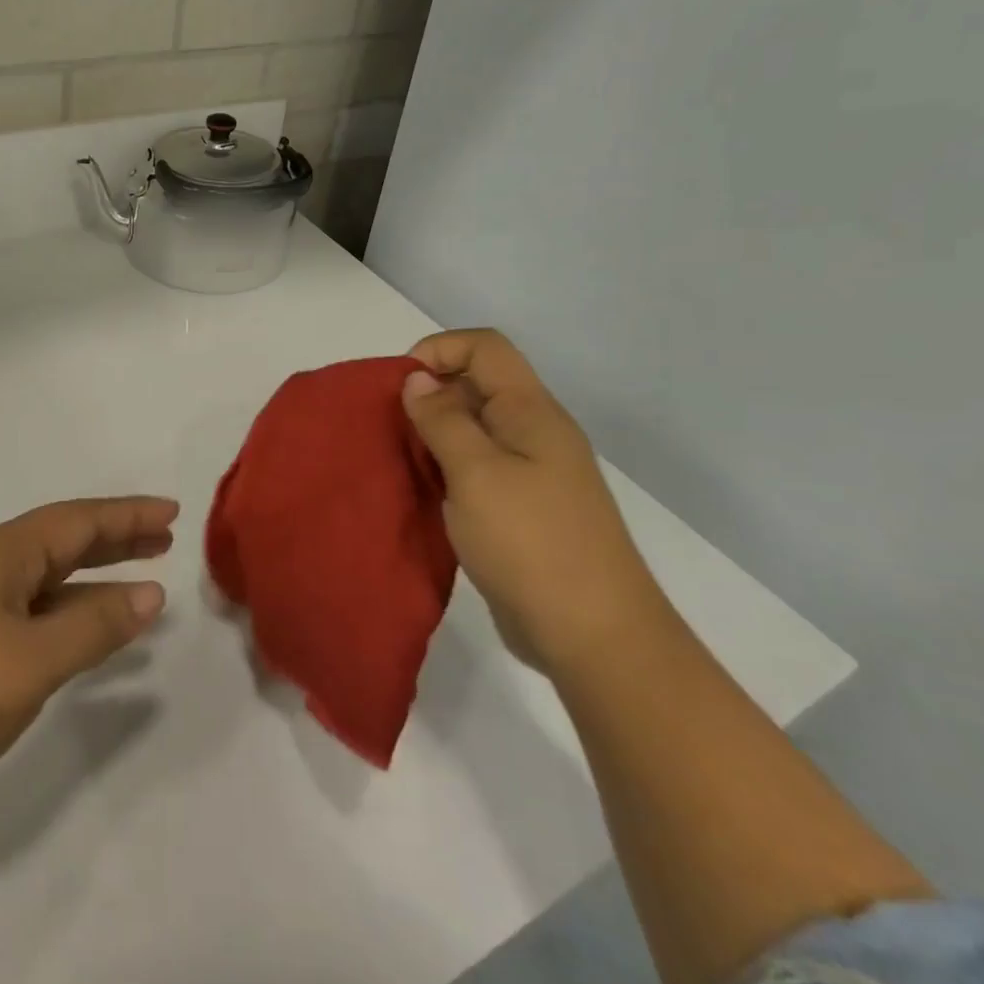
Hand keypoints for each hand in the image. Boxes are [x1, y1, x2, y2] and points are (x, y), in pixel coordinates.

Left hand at [0, 497, 174, 840]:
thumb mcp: (29, 660)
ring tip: (134, 588)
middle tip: (162, 540)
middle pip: (58, 543)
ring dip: (86, 583)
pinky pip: (18, 616)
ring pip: (38, 583)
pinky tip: (71, 641)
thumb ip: (94, 626)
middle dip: (113, 541)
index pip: (78, 520)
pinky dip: (55, 618)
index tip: (172, 511)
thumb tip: (150, 593)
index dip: (128, 515)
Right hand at [401, 329, 669, 674]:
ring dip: (433, 435)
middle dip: (429, 393)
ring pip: (473, 429)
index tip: (399, 385)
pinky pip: (476, 469)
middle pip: (477, 384)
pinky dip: (445, 470)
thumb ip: (443, 420)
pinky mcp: (521, 509)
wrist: (593, 636)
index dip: (439, 350)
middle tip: (390, 427)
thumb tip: (418, 379)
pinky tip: (423, 492)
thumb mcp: (476, 473)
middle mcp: (534, 433)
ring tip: (399, 460)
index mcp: (531, 412)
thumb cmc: (532, 543)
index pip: (485, 347)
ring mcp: (531, 473)